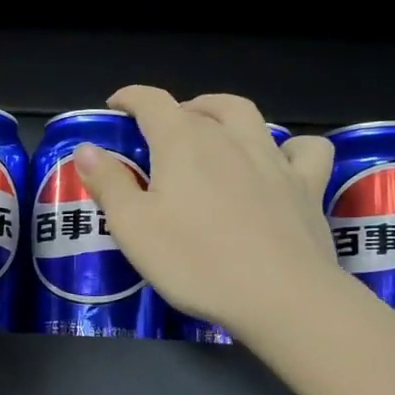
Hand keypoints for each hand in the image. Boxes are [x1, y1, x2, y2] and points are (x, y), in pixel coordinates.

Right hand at [74, 88, 341, 339]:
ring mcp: (273, 159)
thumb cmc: (195, 261)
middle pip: (202, 106)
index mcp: (182, 142)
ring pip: (249, 116)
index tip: (116, 106)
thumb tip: (87, 149)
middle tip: (163, 130)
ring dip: (224, 113)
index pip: (152, 102)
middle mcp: (229, 138)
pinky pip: (306, 150)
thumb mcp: (133, 227)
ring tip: (213, 130)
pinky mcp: (307, 186)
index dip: (131, 98)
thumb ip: (109, 183)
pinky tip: (282, 161)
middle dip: (178, 109)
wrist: (280, 296)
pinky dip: (291, 147)